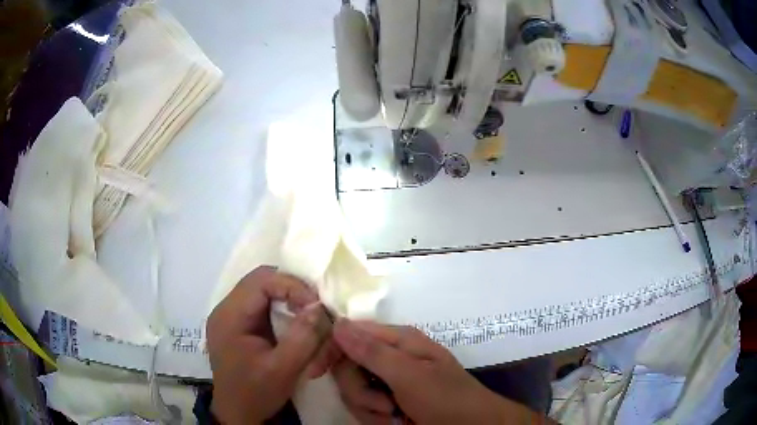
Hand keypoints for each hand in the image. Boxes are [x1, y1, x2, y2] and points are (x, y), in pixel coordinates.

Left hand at [206, 266, 335, 423]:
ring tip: (308, 316)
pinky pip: (263, 306)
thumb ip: (302, 337)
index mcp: (230, 316)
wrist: (238, 414)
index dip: (292, 286)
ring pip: (263, 291)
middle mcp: (226, 309)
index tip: (316, 306)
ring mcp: (232, 317)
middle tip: (314, 308)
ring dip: (288, 298)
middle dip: (292, 290)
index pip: (261, 281)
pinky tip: (295, 325)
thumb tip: (318, 306)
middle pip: (261, 281)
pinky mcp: (239, 326)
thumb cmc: (256, 394)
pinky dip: (282, 309)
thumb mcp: (282, 370)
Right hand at [332, 320, 545, 424]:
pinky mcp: (387, 400)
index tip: (317, 371)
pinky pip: (364, 407)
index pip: (349, 333)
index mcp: (397, 340)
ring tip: (394, 415)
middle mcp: (389, 357)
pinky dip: (376, 418)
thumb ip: (372, 352)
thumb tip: (336, 323)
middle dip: (360, 392)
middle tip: (384, 404)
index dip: (331, 350)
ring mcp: (387, 380)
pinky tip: (394, 421)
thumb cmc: (446, 399)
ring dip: (370, 408)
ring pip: (353, 391)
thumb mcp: (410, 376)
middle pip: (347, 367)